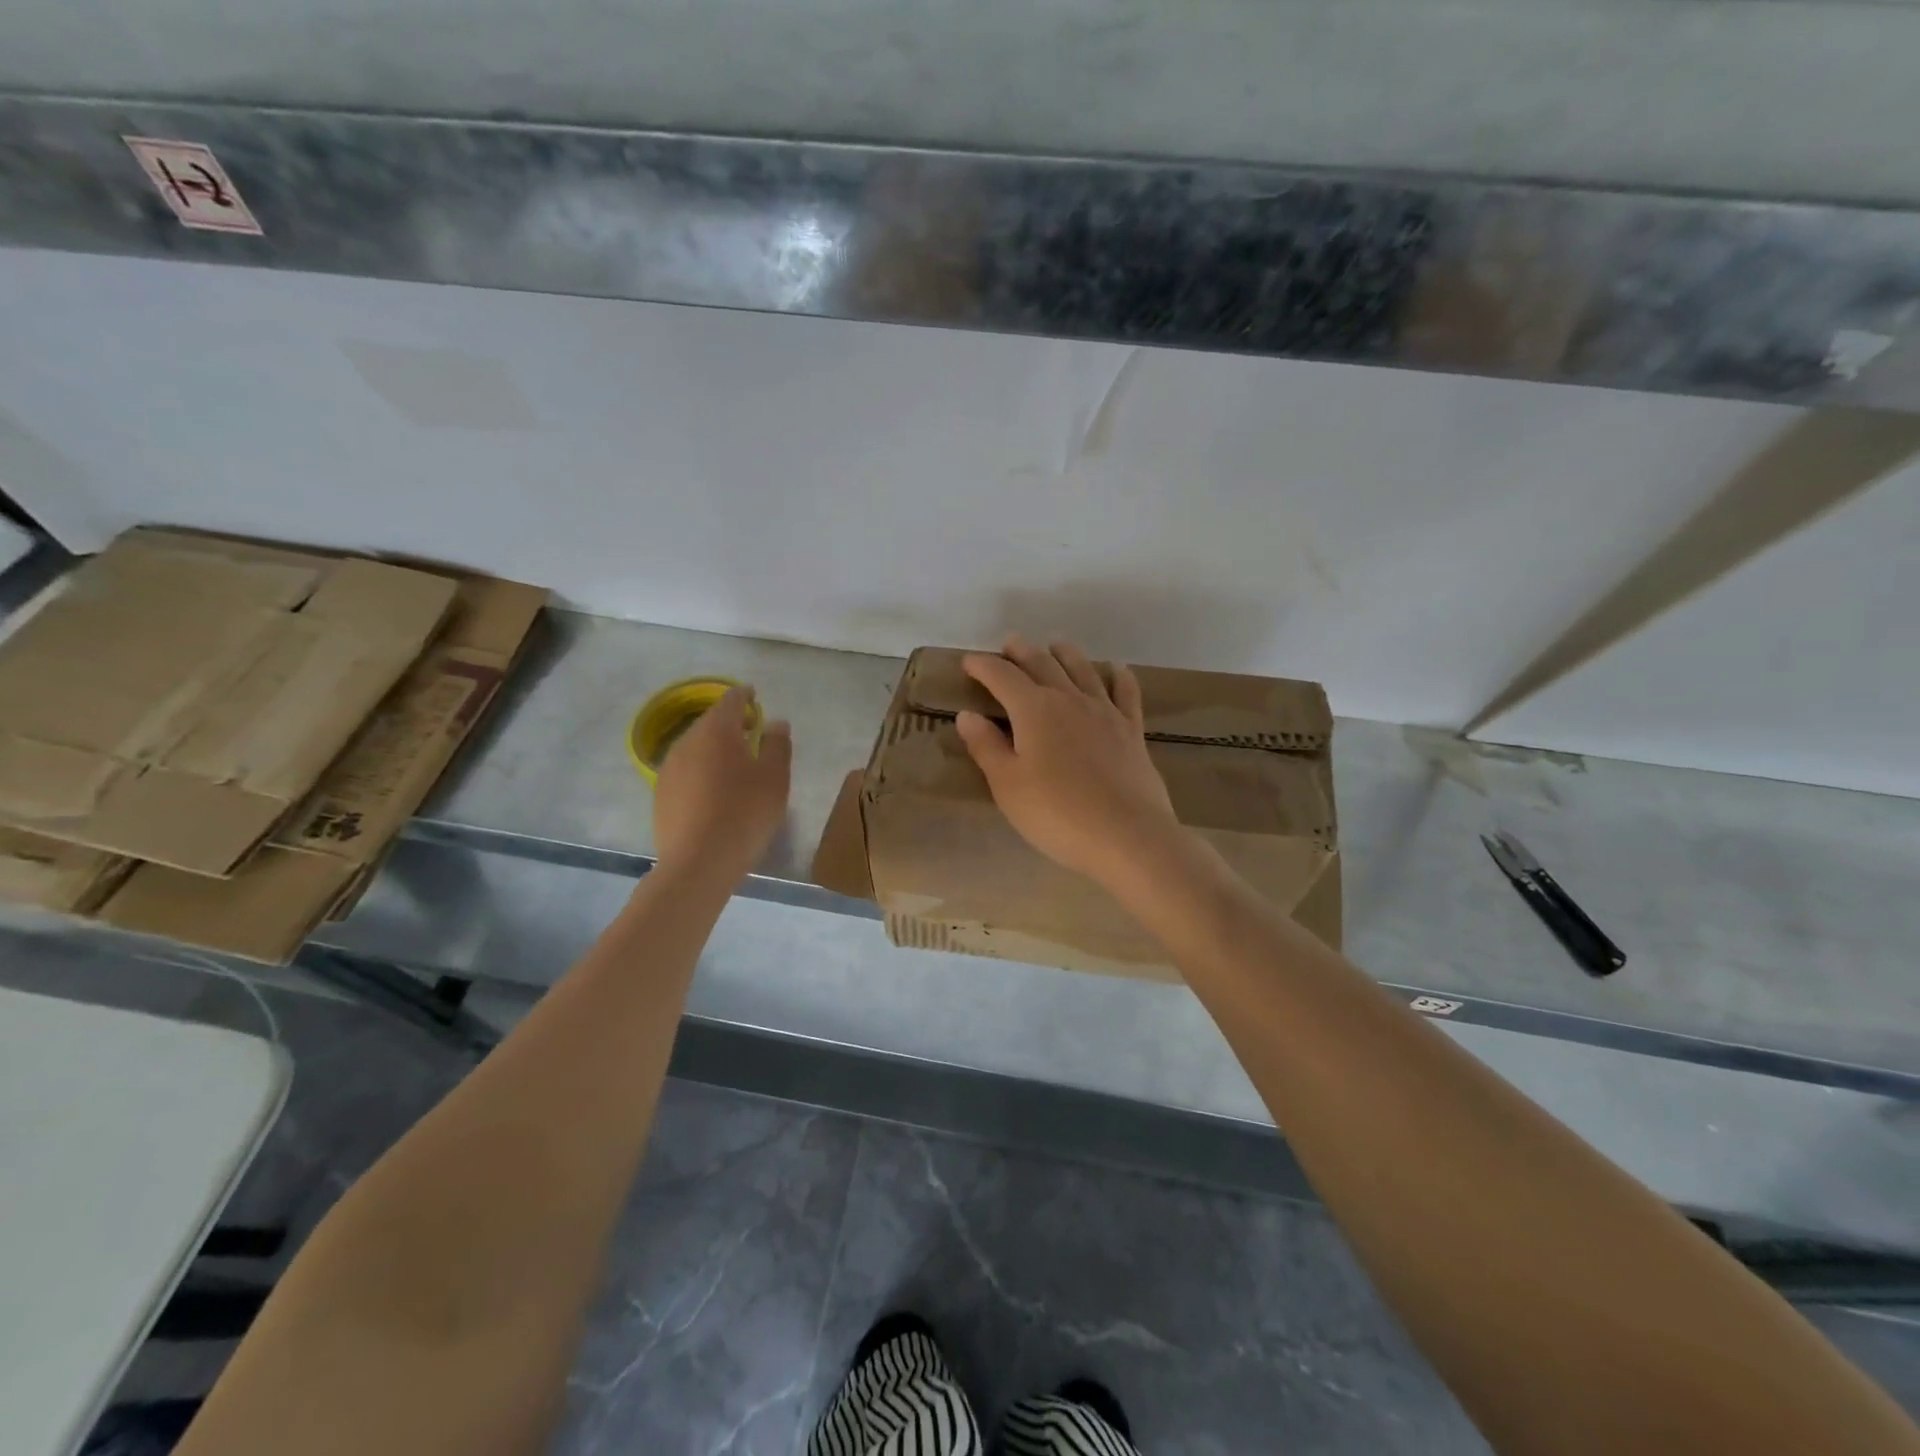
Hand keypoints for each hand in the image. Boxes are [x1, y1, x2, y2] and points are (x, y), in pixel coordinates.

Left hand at [652, 687, 791, 883]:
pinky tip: (714, 791)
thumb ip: (777, 744)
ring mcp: (669, 768)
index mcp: (716, 731)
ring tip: (735, 764)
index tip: (755, 698)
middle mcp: (687, 741)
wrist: (698, 862)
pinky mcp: (660, 794)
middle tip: (751, 732)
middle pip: (710, 723)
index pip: (730, 700)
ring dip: (715, 748)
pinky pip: (686, 770)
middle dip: (730, 723)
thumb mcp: (774, 778)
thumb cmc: (744, 813)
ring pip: (695, 747)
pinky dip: (702, 770)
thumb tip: (775, 722)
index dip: (745, 696)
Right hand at [956, 635, 1180, 886]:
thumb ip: (986, 746)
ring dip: (1065, 653)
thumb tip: (967, 714)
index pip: (1002, 676)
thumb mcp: (1008, 784)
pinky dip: (1118, 676)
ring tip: (1055, 645)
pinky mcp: (1131, 730)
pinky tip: (1116, 669)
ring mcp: (1104, 712)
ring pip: (1082, 670)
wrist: (1126, 835)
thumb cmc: (1056, 813)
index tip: (969, 662)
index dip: (983, 666)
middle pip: (1042, 664)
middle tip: (1010, 643)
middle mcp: (1069, 699)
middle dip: (1022, 651)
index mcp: (1033, 709)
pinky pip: (1125, 692)